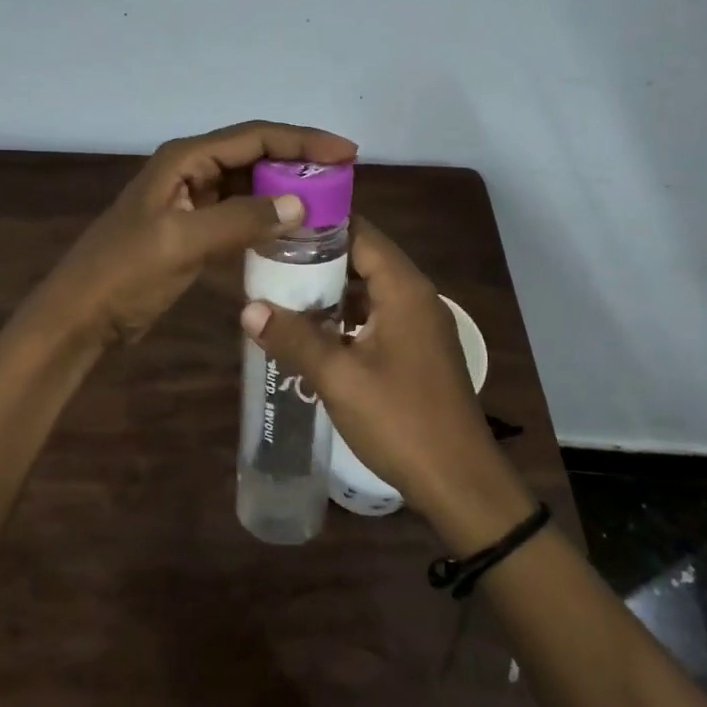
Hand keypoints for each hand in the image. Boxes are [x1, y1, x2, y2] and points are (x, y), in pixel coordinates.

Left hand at [45, 120, 357, 345]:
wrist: (82, 315)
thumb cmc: (125, 272)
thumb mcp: (182, 242)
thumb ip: (241, 219)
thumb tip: (301, 204)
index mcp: (186, 158)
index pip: (256, 137)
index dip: (304, 141)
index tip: (347, 152)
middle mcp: (191, 170)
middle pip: (256, 155)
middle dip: (299, 164)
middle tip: (344, 180)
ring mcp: (192, 200)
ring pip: (250, 185)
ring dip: (285, 192)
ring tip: (328, 204)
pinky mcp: (193, 229)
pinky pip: (240, 214)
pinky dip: (266, 219)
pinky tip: (293, 233)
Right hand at [239, 220, 534, 547]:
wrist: (458, 480)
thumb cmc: (400, 420)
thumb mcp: (339, 378)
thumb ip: (294, 338)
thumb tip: (247, 309)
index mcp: (404, 289)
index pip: (361, 233)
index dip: (320, 226)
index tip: (278, 225)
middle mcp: (417, 296)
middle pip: (364, 259)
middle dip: (319, 260)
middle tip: (270, 261)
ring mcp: (421, 325)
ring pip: (370, 290)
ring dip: (331, 291)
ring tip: (283, 293)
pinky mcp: (419, 350)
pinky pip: (378, 317)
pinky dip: (347, 317)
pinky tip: (314, 334)